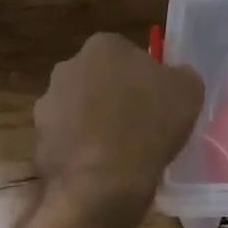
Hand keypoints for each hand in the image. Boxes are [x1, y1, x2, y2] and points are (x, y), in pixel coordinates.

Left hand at [33, 33, 205, 205]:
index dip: (144, 75)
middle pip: (99, 77)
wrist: (103, 182)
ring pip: (80, 108)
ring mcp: (48, 104)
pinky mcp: (38, 140)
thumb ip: (181, 74)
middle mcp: (68, 67)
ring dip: (96, 122)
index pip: (127, 52)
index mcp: (104, 46)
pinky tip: (103, 167)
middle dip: (115, 94)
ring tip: (122, 149)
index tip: (157, 98)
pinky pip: (68, 139)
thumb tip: (174, 77)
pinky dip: (82, 149)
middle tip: (141, 121)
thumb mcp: (189, 90)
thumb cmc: (149, 124)